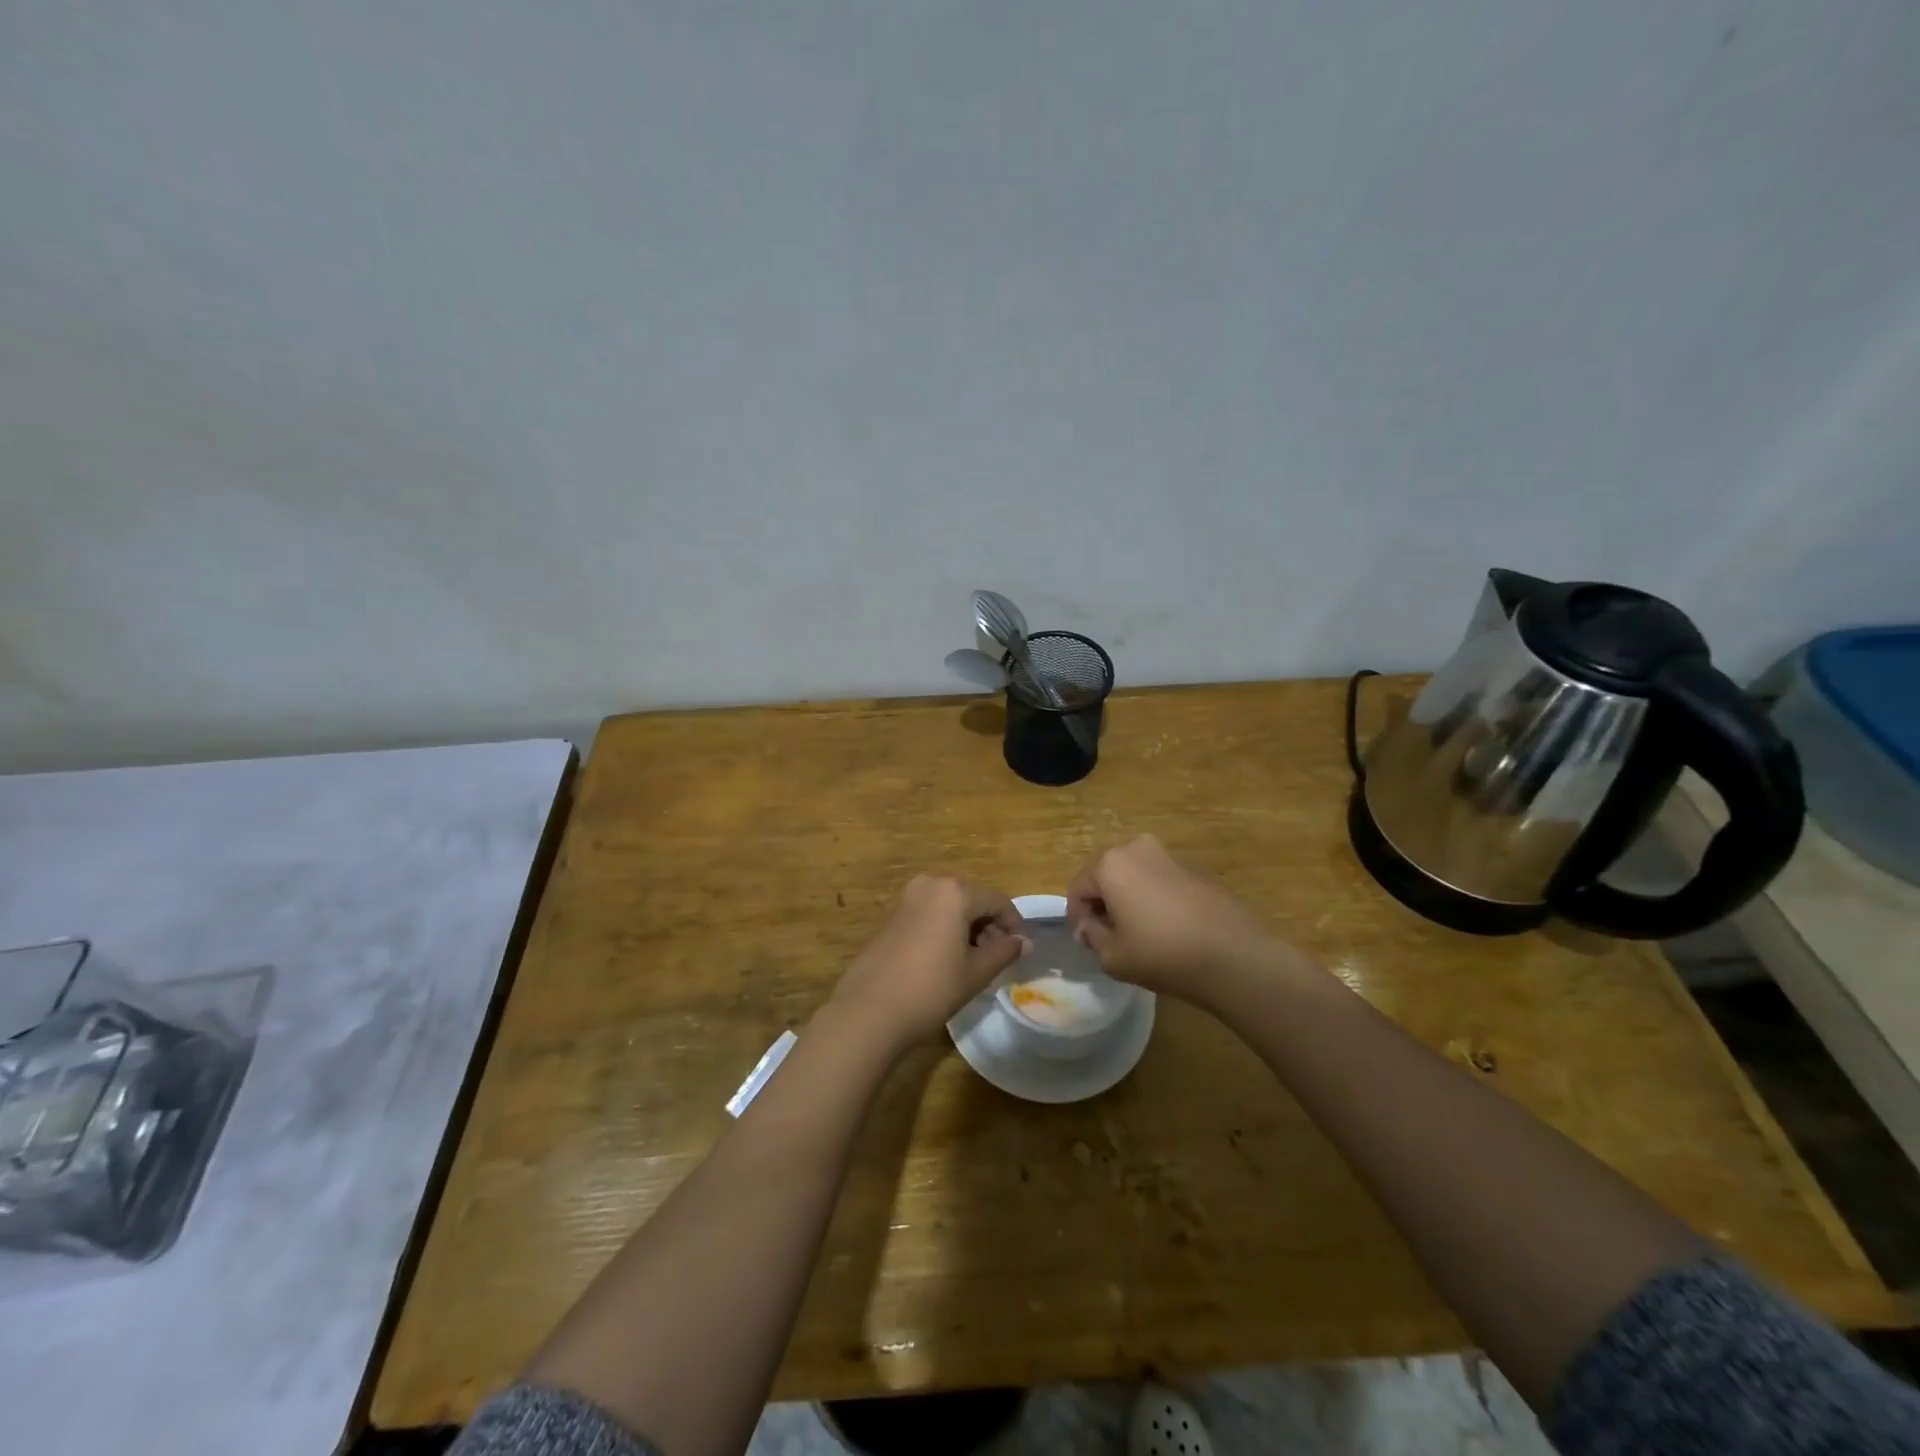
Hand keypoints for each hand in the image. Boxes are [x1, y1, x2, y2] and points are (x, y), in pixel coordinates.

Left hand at [830, 876, 1028, 1052]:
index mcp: (954, 892)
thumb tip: (1024, 942)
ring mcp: (904, 898)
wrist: (869, 1010)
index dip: (1013, 924)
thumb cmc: (931, 989)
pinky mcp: (888, 915)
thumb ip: (1004, 952)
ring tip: (970, 961)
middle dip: (987, 924)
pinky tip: (941, 959)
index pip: (997, 901)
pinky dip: (941, 928)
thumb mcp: (975, 973)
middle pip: (971, 898)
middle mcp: (929, 884)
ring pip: (947, 905)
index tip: (1019, 950)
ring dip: (964, 927)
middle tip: (995, 957)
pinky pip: (926, 913)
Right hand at [1067, 834, 1289, 1003]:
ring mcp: (1170, 855)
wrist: (1235, 956)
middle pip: (1106, 876)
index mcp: (1110, 863)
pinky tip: (1168, 928)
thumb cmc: (1163, 954)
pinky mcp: (1196, 868)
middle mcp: (1137, 848)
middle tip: (1110, 937)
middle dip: (1102, 904)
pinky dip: (1155, 898)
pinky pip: (1161, 880)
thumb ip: (1092, 937)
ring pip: (1134, 876)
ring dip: (1129, 899)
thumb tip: (1090, 926)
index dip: (1077, 918)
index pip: (1078, 888)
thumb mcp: (1113, 956)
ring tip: (1140, 934)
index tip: (1086, 943)